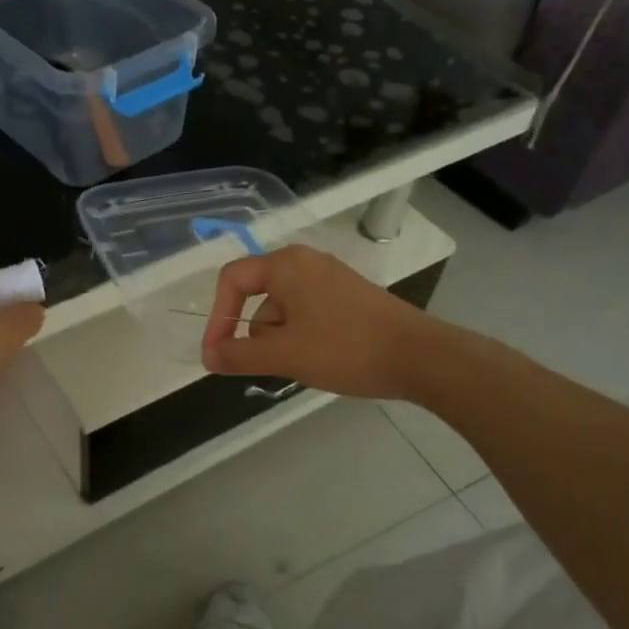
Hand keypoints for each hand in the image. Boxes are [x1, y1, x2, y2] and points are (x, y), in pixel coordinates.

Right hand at [202, 246, 438, 400]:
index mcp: (286, 265)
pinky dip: (303, 338)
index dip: (217, 318)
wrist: (419, 356)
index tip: (218, 355)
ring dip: (282, 341)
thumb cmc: (345, 348)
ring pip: (284, 310)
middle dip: (258, 335)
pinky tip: (324, 360)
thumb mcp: (284, 354)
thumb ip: (239, 354)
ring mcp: (330, 279)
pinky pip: (308, 314)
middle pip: (258, 297)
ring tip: (307, 365)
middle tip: (276, 364)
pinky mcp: (348, 298)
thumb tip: (208, 357)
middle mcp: (306, 263)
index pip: (232, 280)